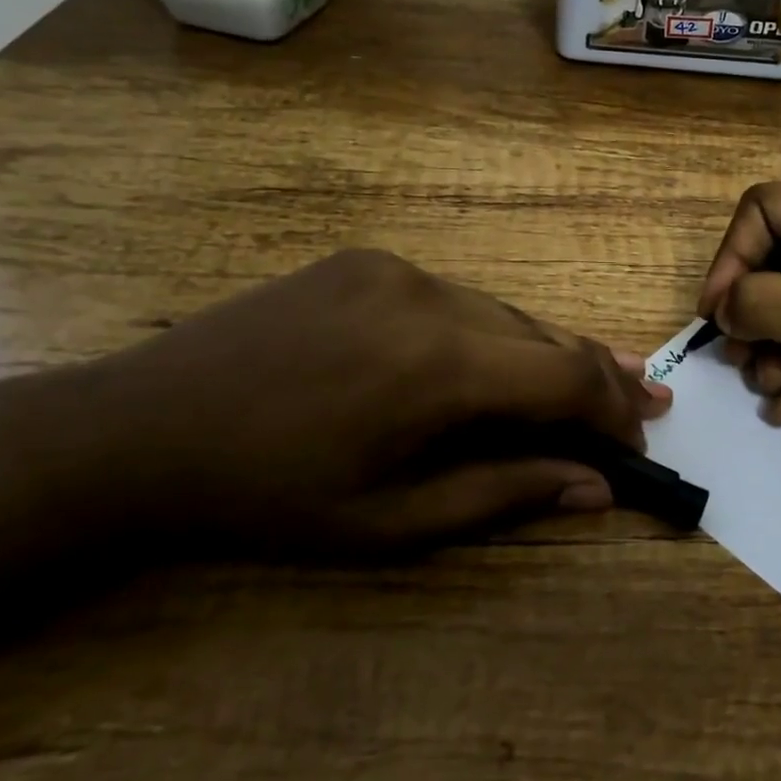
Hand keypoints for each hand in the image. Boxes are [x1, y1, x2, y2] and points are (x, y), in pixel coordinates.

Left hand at [83, 250, 671, 555]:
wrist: (137, 430)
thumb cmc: (267, 496)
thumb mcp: (389, 521)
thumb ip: (504, 494)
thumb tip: (596, 488)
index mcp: (437, 366)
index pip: (567, 376)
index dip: (614, 409)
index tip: (637, 440)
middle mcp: (431, 296)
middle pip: (546, 335)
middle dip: (598, 378)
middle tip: (643, 404)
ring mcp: (398, 268)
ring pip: (504, 314)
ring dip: (546, 355)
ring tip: (588, 385)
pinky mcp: (370, 259)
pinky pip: (456, 300)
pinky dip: (491, 336)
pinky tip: (493, 364)